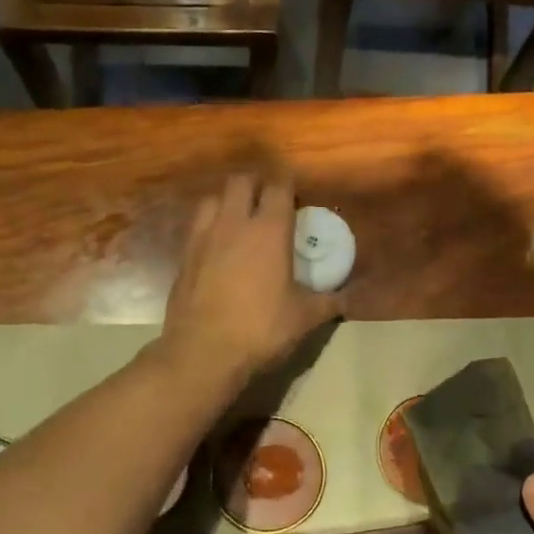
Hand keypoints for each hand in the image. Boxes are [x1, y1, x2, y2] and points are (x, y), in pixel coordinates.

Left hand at [160, 174, 342, 383]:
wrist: (203, 352)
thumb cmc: (261, 329)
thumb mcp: (304, 318)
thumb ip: (329, 302)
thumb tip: (348, 299)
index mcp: (269, 230)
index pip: (278, 187)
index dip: (288, 184)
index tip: (296, 194)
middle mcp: (234, 223)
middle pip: (241, 181)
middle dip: (256, 184)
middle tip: (268, 202)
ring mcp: (204, 237)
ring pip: (213, 198)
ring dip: (228, 201)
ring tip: (239, 220)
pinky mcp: (184, 255)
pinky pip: (198, 226)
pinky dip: (210, 226)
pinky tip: (218, 247)